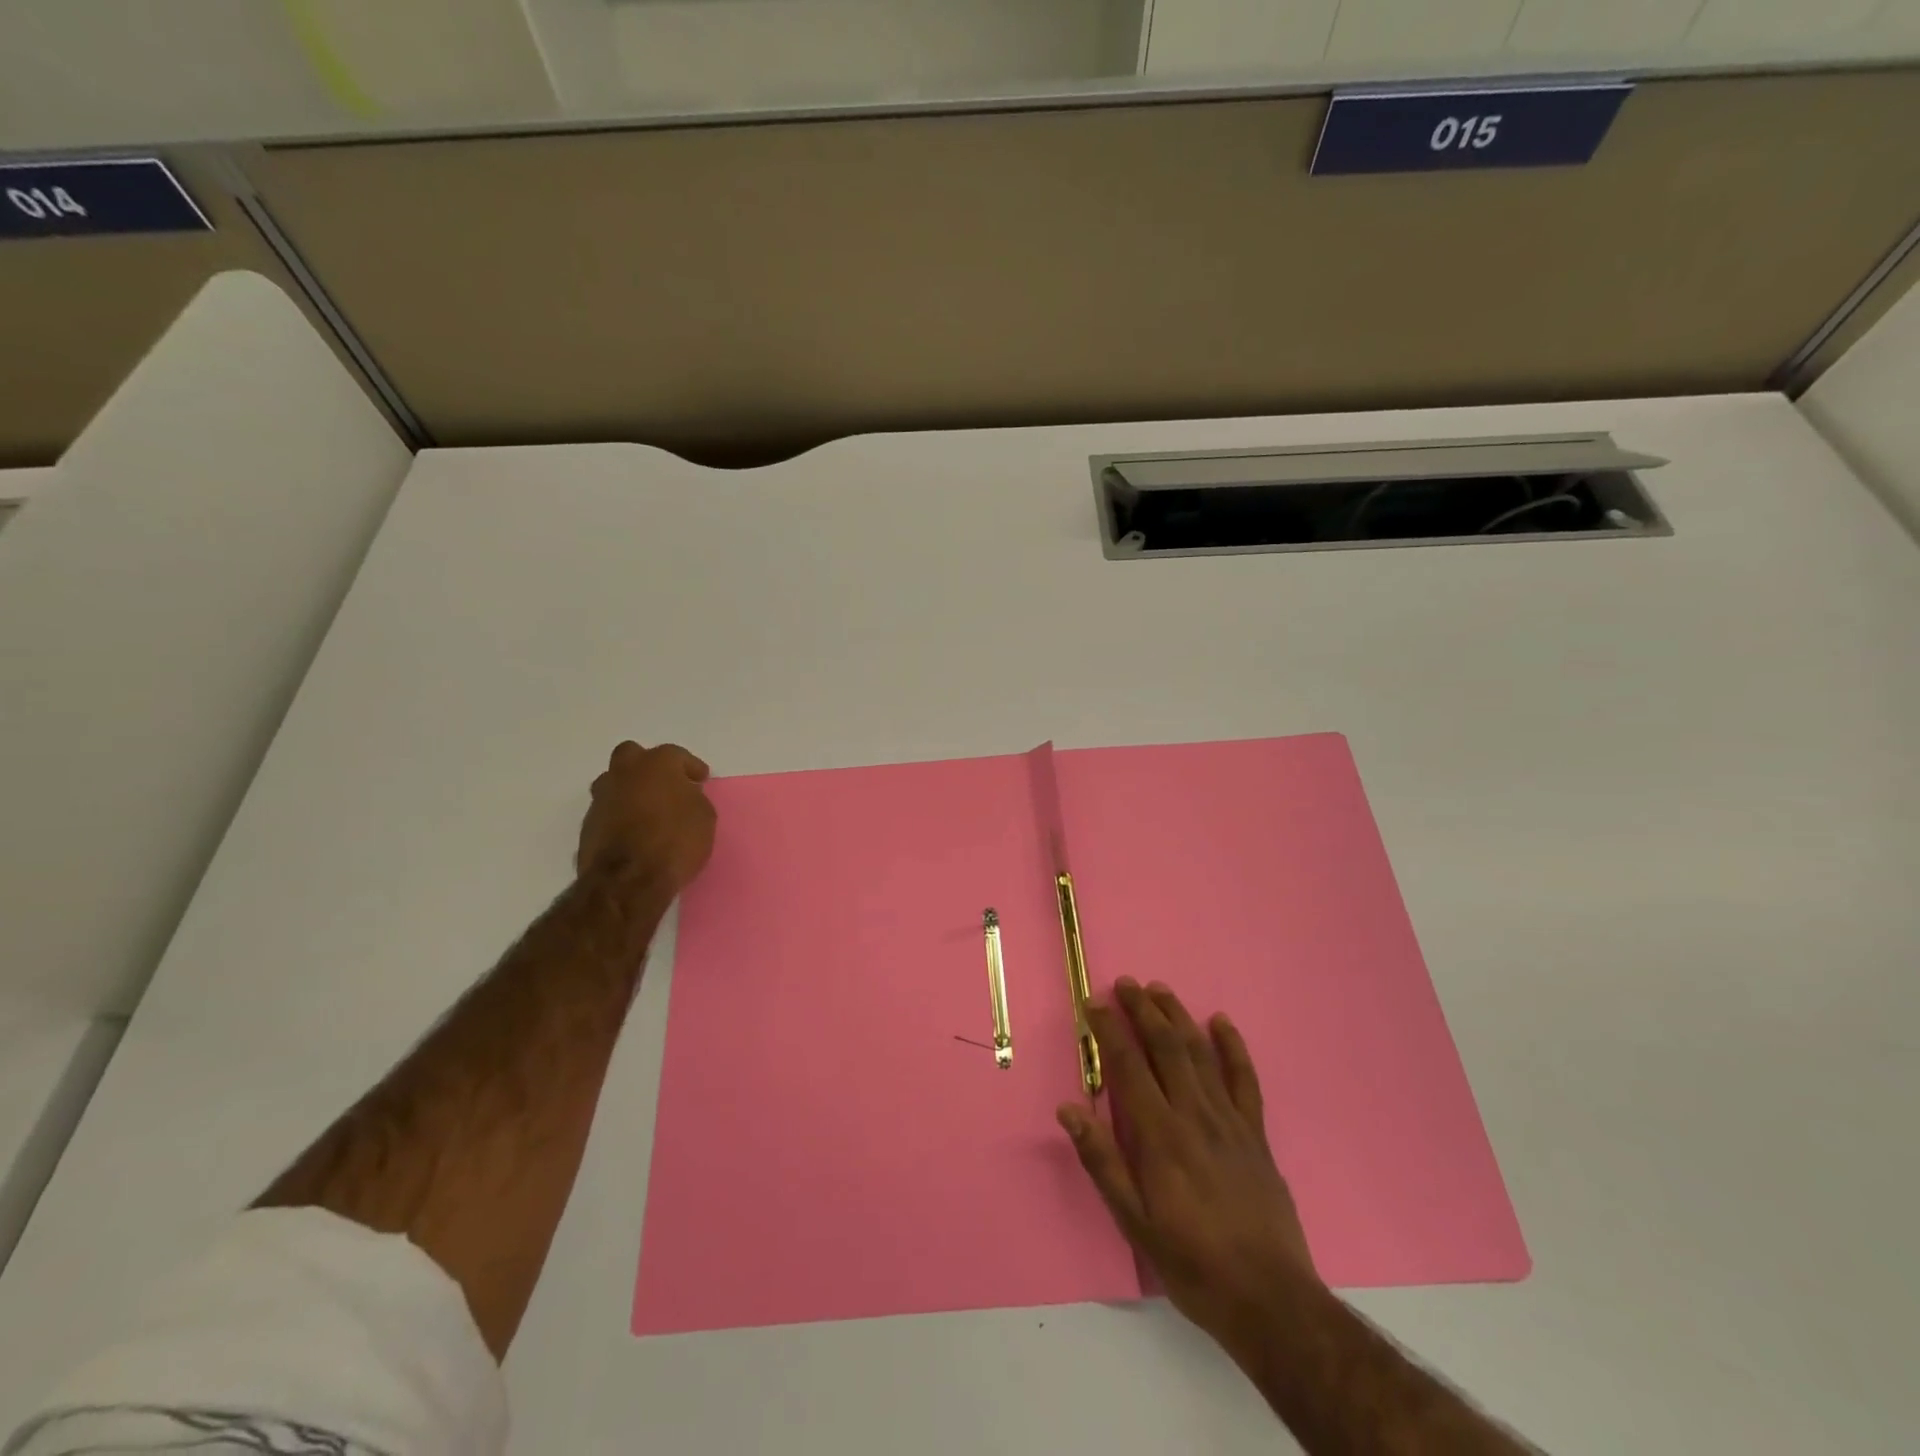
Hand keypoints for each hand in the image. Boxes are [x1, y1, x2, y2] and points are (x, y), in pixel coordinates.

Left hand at [576, 741, 716, 892]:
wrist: (629, 880)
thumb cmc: (675, 841)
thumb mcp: (704, 817)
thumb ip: (693, 798)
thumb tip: (683, 796)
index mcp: (657, 764)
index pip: (676, 755)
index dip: (690, 768)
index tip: (700, 780)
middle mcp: (624, 773)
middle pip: (632, 756)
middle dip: (648, 766)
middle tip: (665, 785)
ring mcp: (601, 798)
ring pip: (614, 782)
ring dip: (630, 791)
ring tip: (647, 810)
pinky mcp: (587, 825)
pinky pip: (608, 811)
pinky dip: (620, 816)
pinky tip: (633, 832)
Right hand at [1058, 978, 1317, 1360]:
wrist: (1270, 1299)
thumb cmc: (1192, 1263)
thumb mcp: (1134, 1223)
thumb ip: (1102, 1161)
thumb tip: (1069, 1110)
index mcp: (1160, 1135)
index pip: (1128, 1065)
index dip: (1109, 1029)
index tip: (1093, 1004)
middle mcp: (1194, 1114)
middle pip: (1166, 1047)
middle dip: (1143, 1010)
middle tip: (1125, 983)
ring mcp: (1229, 1120)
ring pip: (1200, 1053)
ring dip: (1178, 1016)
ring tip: (1160, 990)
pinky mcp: (1255, 1133)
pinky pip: (1244, 1079)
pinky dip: (1233, 1047)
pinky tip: (1221, 1022)